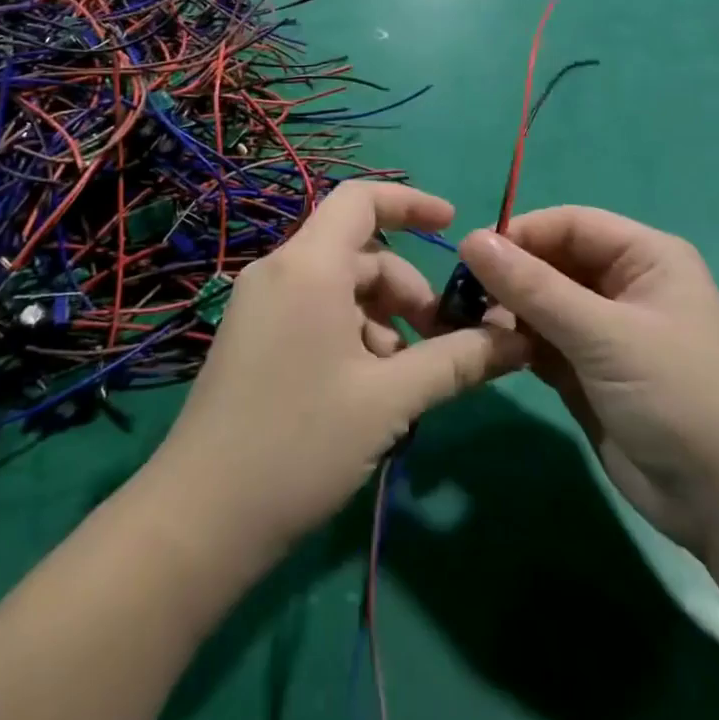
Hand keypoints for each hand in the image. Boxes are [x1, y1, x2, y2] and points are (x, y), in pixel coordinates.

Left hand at [147, 182, 528, 562]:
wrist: (200, 519)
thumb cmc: (300, 444)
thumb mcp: (390, 400)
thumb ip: (457, 360)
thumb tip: (518, 339)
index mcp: (308, 265)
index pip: (361, 200)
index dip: (411, 203)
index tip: (454, 226)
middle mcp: (279, 271)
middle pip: (358, 253)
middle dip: (407, 288)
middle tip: (440, 342)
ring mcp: (259, 305)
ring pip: (338, 288)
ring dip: (382, 320)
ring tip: (402, 382)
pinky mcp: (251, 337)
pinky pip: (314, 311)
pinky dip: (351, 334)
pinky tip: (366, 393)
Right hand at [458, 208, 718, 555]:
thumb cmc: (677, 397)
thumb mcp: (604, 335)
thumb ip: (534, 288)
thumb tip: (471, 239)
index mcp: (645, 256)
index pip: (570, 224)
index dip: (521, 233)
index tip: (469, 253)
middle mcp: (623, 284)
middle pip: (552, 260)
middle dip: (509, 274)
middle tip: (460, 293)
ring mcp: (603, 329)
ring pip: (541, 301)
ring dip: (506, 309)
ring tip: (467, 321)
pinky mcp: (586, 369)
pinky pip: (541, 339)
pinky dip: (515, 341)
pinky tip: (487, 347)